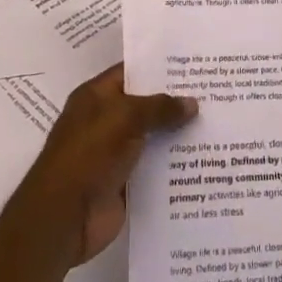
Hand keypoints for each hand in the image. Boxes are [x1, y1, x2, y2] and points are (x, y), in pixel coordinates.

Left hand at [8, 66, 195, 268]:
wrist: (64, 217)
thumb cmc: (88, 154)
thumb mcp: (124, 118)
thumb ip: (159, 107)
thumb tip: (192, 102)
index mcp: (96, 97)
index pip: (131, 72)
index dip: (160, 67)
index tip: (194, 64)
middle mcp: (105, 121)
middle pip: (145, 106)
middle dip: (175, 101)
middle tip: (214, 92)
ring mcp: (115, 154)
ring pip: (153, 137)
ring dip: (178, 134)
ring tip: (218, 124)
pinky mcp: (125, 183)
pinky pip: (155, 168)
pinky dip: (174, 165)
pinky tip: (204, 159)